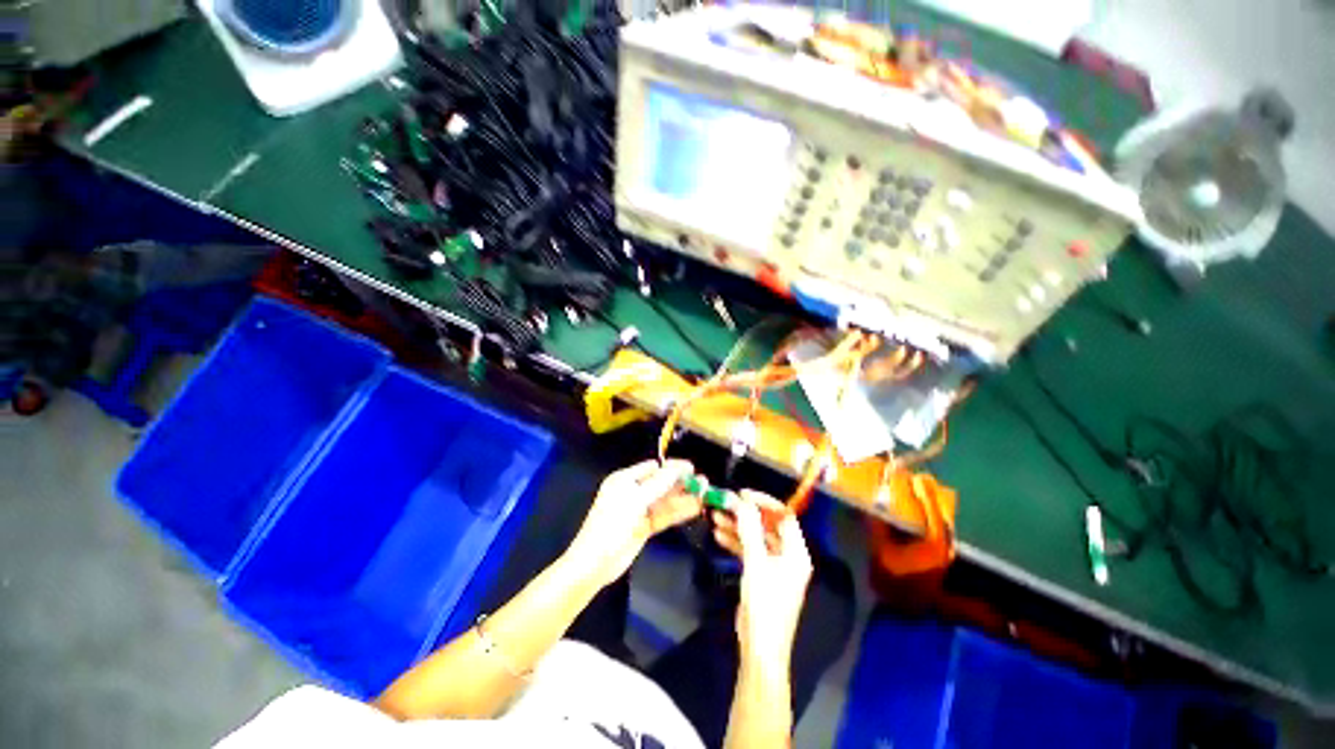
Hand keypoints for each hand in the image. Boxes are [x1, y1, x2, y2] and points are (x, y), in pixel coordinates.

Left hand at [566, 459, 701, 588]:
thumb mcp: (635, 499)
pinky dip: (678, 512)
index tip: (692, 469)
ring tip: (705, 494)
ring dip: (683, 498)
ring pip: (665, 501)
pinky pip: (664, 516)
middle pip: (661, 484)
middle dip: (681, 483)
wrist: (595, 563)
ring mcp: (639, 510)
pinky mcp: (645, 527)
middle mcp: (633, 492)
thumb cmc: (612, 524)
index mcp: (625, 479)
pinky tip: (695, 508)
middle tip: (704, 482)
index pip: (653, 468)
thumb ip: (659, 483)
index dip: (672, 467)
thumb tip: (678, 467)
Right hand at [712, 491, 812, 664]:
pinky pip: (750, 550)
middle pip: (767, 526)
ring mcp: (775, 566)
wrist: (760, 648)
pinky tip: (718, 535)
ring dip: (737, 527)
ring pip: (756, 537)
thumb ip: (749, 530)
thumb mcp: (756, 563)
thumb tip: (742, 502)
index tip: (743, 494)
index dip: (764, 502)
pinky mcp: (762, 575)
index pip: (783, 517)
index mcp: (796, 552)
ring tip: (716, 516)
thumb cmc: (764, 604)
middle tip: (726, 503)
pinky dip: (736, 542)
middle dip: (746, 514)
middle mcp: (788, 556)